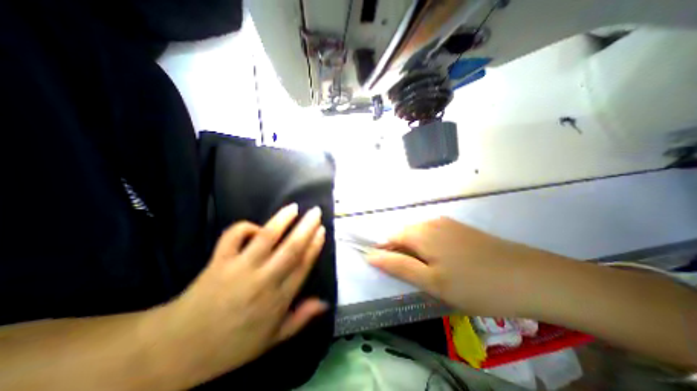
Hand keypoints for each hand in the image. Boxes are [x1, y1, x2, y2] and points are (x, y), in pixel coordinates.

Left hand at [154, 204, 326, 379]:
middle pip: (291, 248)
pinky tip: (254, 227)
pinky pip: (232, 237)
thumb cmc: (232, 345)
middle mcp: (263, 280)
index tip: (322, 231)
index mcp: (277, 299)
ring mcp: (239, 268)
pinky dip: (244, 227)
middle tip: (316, 212)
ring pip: (266, 238)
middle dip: (306, 227)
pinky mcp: (218, 262)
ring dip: (282, 220)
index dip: (314, 246)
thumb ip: (301, 319)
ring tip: (293, 207)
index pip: (302, 265)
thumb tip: (325, 303)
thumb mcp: (272, 339)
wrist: (178, 350)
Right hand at [365, 217, 556, 316]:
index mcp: (420, 233)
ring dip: (415, 251)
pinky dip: (430, 247)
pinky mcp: (460, 228)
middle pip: (404, 234)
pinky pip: (433, 234)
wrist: (531, 278)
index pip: (390, 237)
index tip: (391, 272)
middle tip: (413, 277)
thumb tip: (371, 256)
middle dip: (401, 253)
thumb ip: (398, 266)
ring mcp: (447, 223)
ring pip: (419, 234)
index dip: (386, 253)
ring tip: (428, 272)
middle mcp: (430, 222)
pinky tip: (443, 262)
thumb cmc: (475, 284)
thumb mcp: (432, 282)